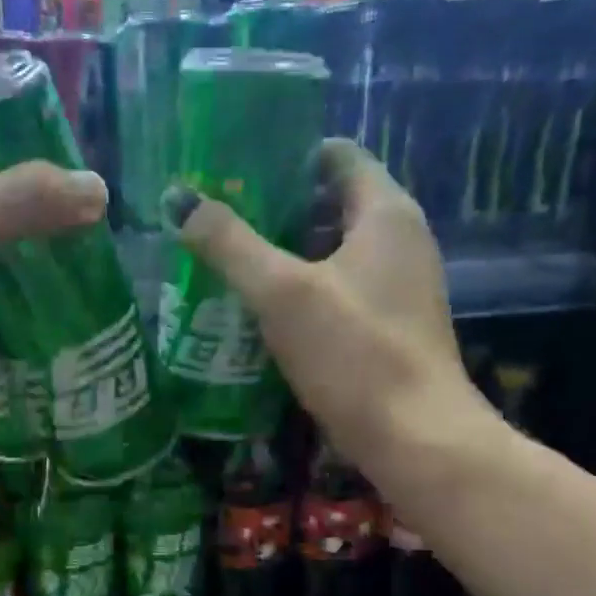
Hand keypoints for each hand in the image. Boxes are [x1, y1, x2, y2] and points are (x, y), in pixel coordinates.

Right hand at [169, 138, 499, 474]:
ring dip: (288, 254)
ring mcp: (400, 287)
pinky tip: (266, 311)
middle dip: (279, 209)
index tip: (237, 171)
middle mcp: (402, 240)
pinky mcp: (391, 327)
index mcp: (385, 213)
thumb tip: (179, 199)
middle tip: (222, 220)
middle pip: (334, 203)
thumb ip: (230, 244)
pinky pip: (342, 290)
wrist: (416, 439)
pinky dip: (306, 290)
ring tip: (232, 263)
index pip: (338, 156)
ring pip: (336, 251)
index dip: (287, 157)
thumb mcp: (282, 293)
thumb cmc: (354, 353)